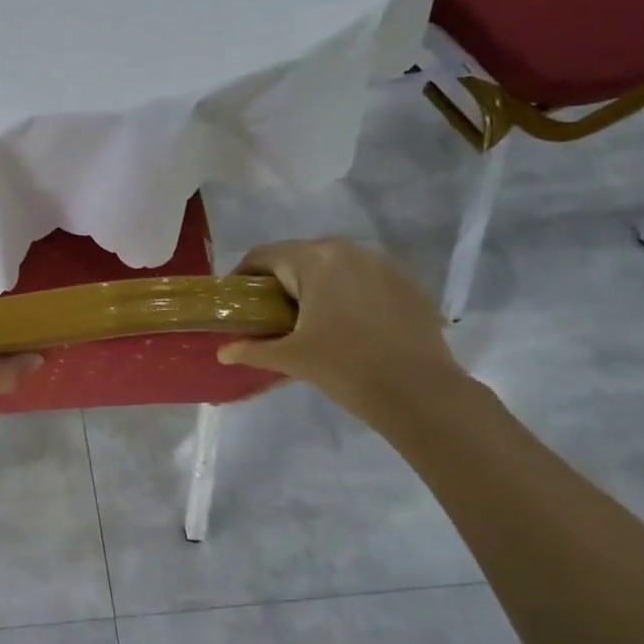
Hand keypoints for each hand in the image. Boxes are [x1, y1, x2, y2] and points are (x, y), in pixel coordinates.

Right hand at [216, 239, 462, 416]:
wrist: (420, 393)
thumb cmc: (345, 368)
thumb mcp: (292, 358)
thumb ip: (252, 350)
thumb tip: (223, 352)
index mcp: (315, 260)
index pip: (263, 256)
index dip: (242, 277)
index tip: (236, 302)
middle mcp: (349, 250)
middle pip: (299, 257)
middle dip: (280, 282)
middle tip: (270, 316)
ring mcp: (384, 264)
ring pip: (334, 266)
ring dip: (316, 286)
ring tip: (310, 320)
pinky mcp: (408, 283)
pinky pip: (364, 279)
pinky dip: (348, 294)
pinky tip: (349, 326)